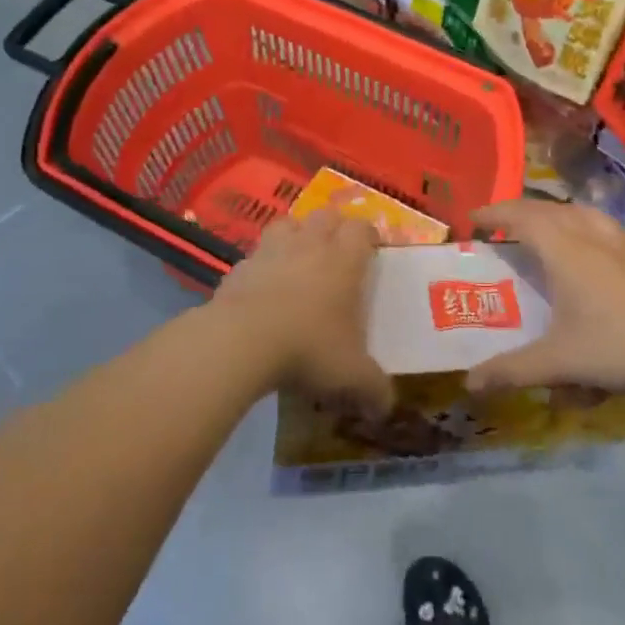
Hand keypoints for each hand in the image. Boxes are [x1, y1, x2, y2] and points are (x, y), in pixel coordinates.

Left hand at [208, 211, 392, 415]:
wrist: (242, 342)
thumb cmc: (309, 348)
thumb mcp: (352, 376)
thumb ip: (374, 389)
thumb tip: (386, 408)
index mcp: (344, 261)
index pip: (361, 229)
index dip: (369, 235)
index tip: (372, 249)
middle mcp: (309, 245)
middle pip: (325, 216)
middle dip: (334, 227)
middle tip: (337, 252)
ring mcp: (270, 252)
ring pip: (286, 224)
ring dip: (295, 235)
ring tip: (298, 259)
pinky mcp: (238, 268)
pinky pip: (254, 257)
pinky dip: (260, 267)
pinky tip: (261, 290)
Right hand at [464, 199, 624, 396]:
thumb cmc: (616, 345)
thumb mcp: (557, 362)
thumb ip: (512, 371)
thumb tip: (470, 383)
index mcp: (563, 251)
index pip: (522, 218)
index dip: (495, 214)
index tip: (473, 218)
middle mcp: (590, 237)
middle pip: (549, 210)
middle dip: (521, 211)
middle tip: (501, 224)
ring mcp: (622, 244)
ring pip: (583, 213)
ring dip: (557, 213)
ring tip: (546, 225)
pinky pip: (612, 229)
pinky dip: (593, 228)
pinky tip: (599, 242)